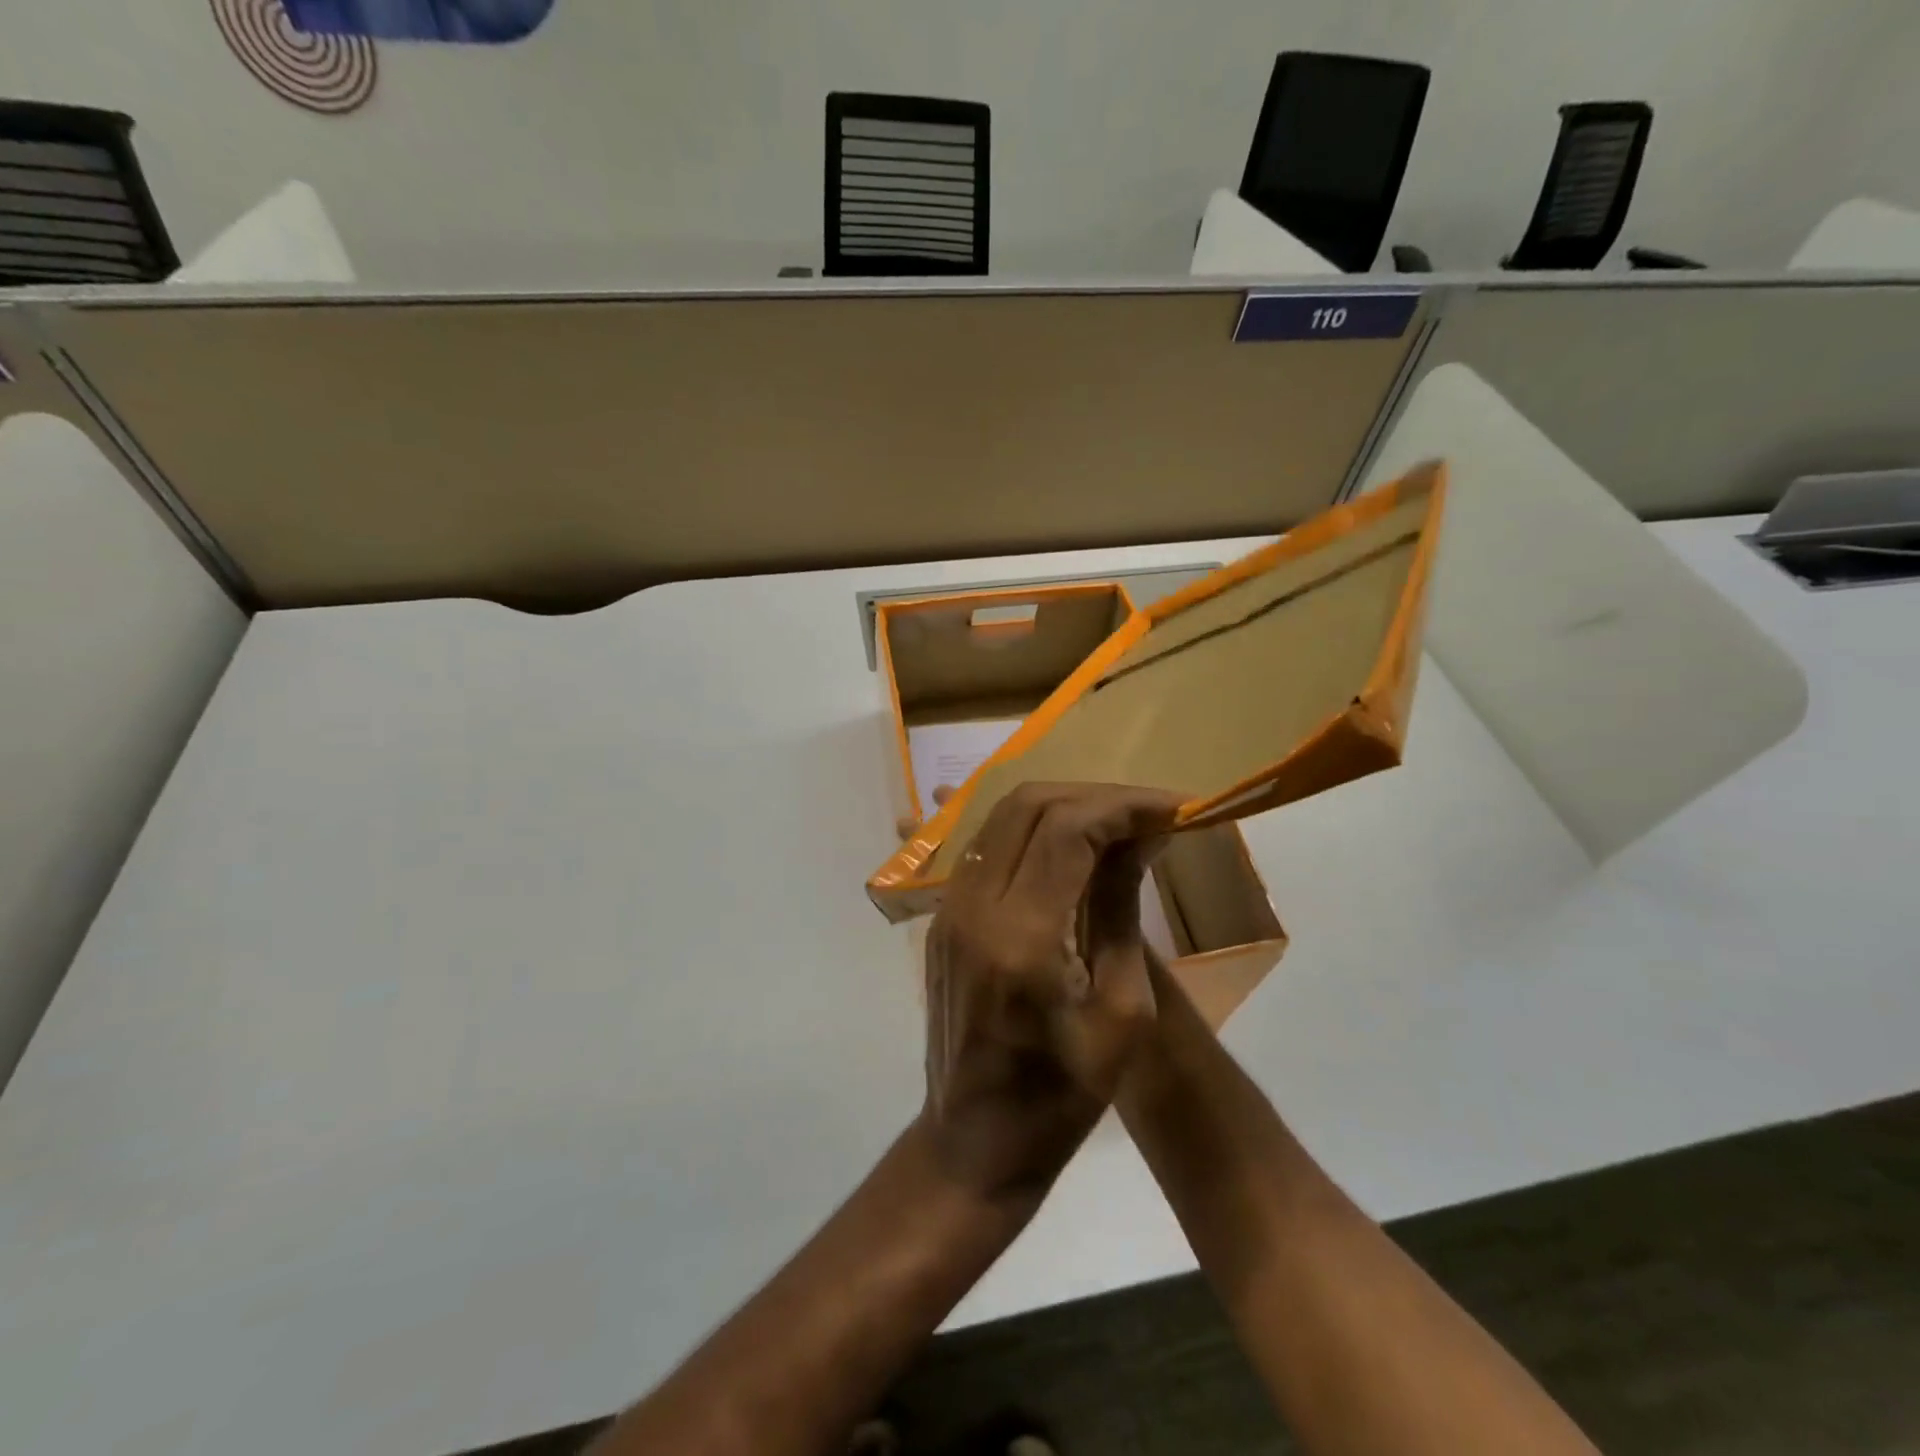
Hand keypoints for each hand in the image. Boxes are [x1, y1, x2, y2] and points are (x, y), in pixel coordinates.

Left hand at [918, 782, 1183, 1199]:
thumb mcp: (1120, 1015)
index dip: (1124, 806)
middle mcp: (973, 908)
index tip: (1174, 808)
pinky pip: (989, 847)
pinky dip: (1033, 831)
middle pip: (1029, 805)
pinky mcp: (943, 918)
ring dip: (1063, 807)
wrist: (973, 1143)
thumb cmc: (1061, 1099)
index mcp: (1020, 938)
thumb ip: (1120, 912)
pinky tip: (1072, 849)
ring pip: (1003, 818)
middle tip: (1148, 812)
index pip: (1067, 830)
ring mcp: (949, 909)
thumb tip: (1140, 839)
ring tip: (1117, 823)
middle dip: (1095, 797)